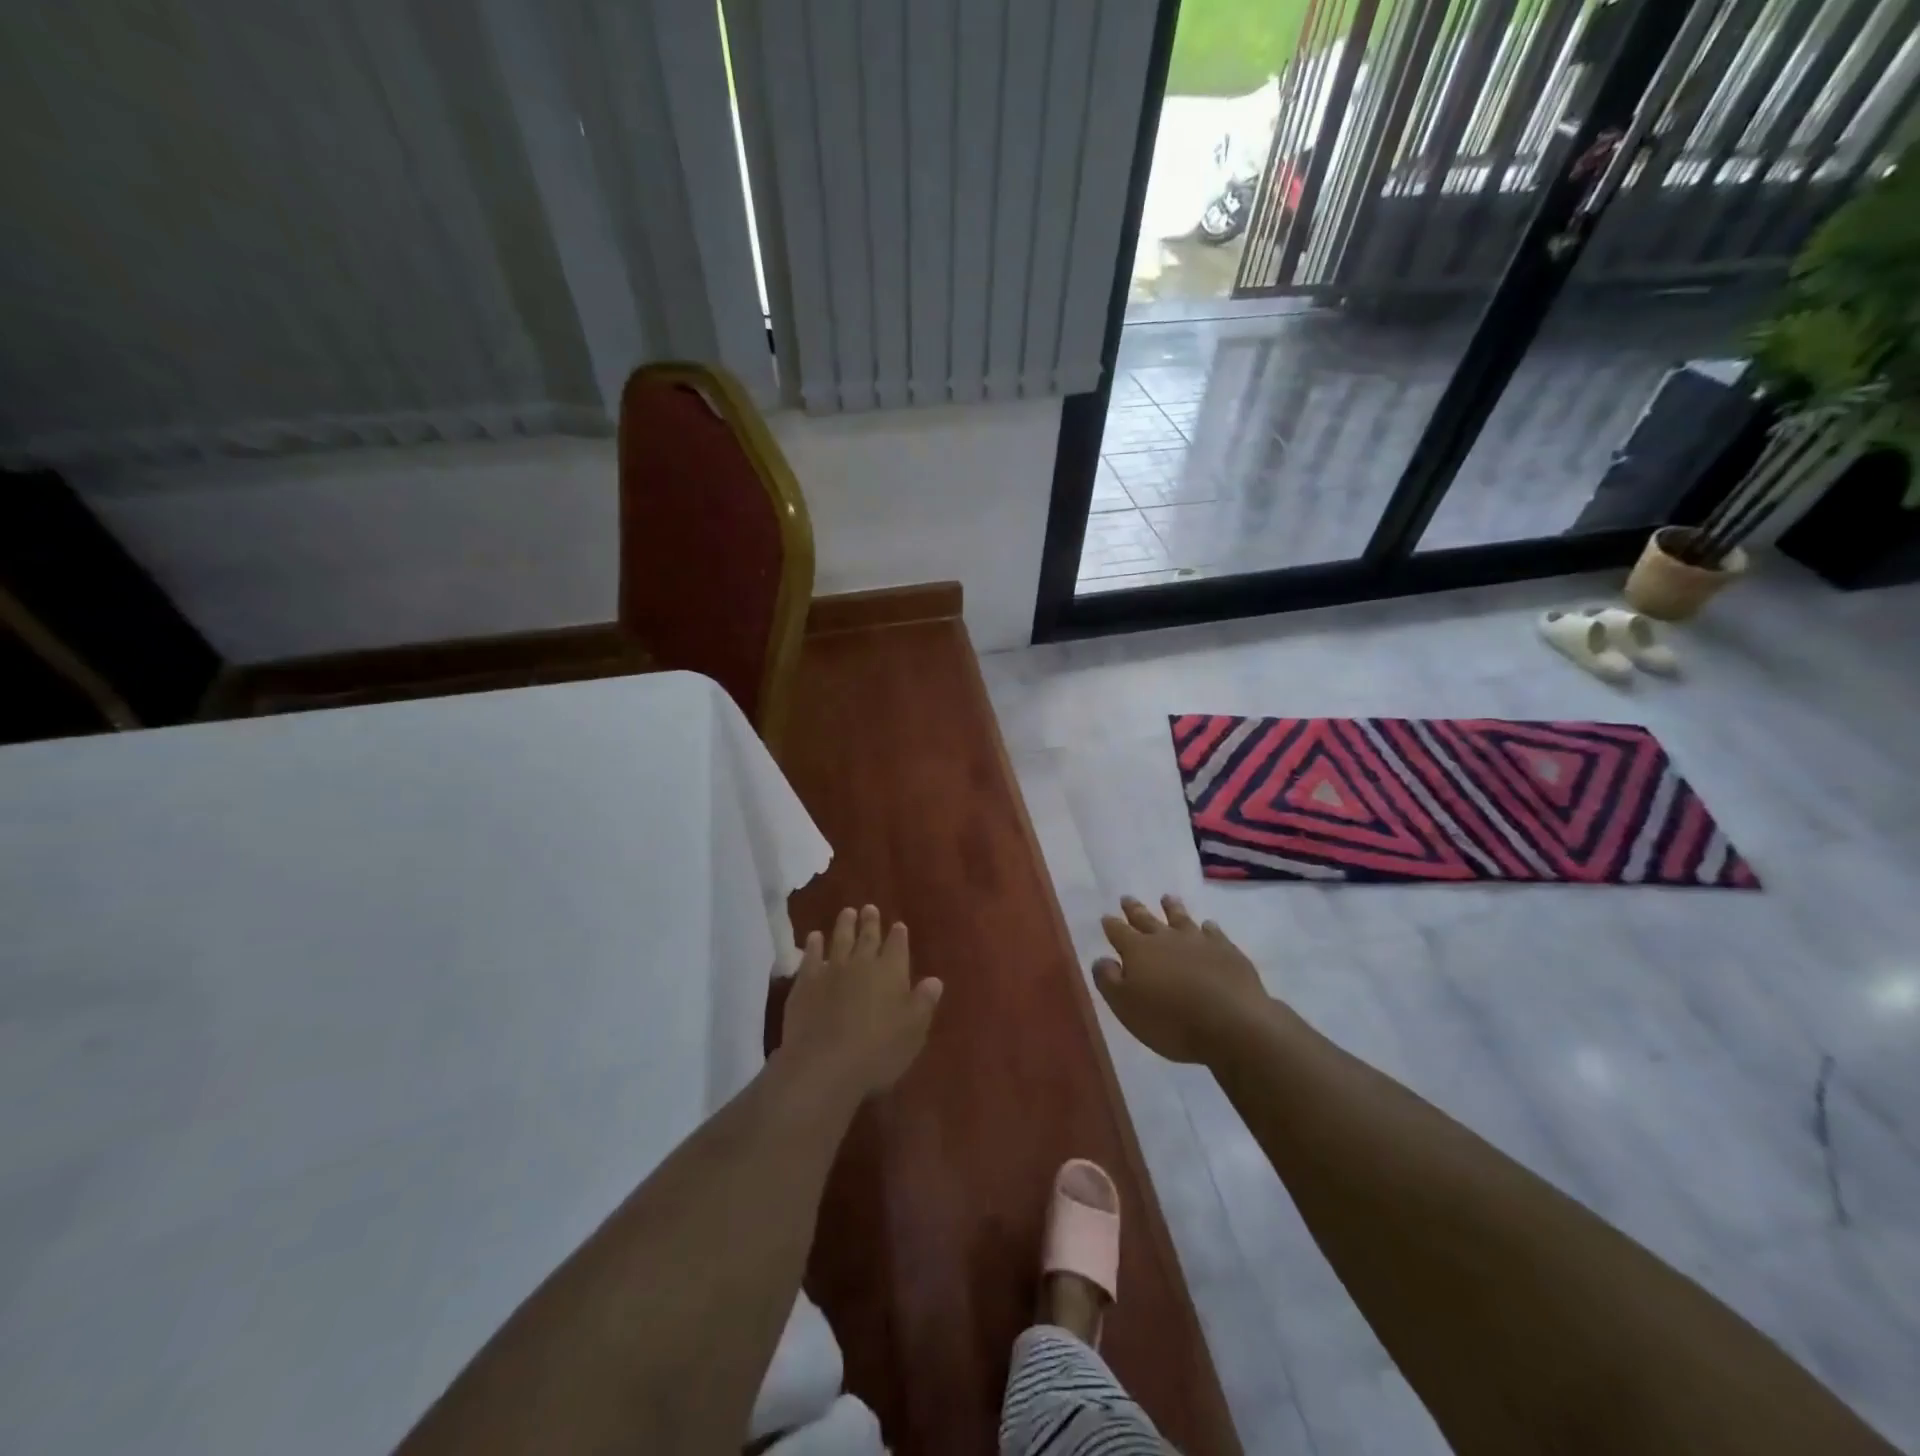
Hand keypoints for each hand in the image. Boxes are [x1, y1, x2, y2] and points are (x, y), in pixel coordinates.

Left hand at [780, 905, 942, 1101]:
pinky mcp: (806, 982)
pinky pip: (811, 956)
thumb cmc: (878, 1052)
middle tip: (869, 907)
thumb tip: (935, 980)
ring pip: (840, 939)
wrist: (824, 1064)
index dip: (899, 935)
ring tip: (847, 911)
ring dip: (844, 925)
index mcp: (892, 971)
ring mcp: (832, 969)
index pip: (897, 946)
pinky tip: (815, 937)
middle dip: (871, 922)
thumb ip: (924, 1002)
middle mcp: (862, 962)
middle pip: (868, 936)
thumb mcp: (913, 1031)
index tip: (899, 924)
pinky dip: (814, 945)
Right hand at [1093, 896, 1268, 1064]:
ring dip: (1172, 908)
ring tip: (1167, 898)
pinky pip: (1214, 932)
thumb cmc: (1170, 1020)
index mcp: (1138, 951)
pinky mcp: (1227, 950)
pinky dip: (1208, 928)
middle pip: (1146, 919)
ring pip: (1181, 918)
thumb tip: (1101, 959)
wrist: (1231, 1023)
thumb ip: (1108, 980)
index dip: (1111, 925)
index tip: (1106, 917)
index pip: (1119, 932)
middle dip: (1135, 909)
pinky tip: (1208, 926)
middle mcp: (1166, 938)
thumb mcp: (1126, 1007)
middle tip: (1127, 898)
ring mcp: (1198, 941)